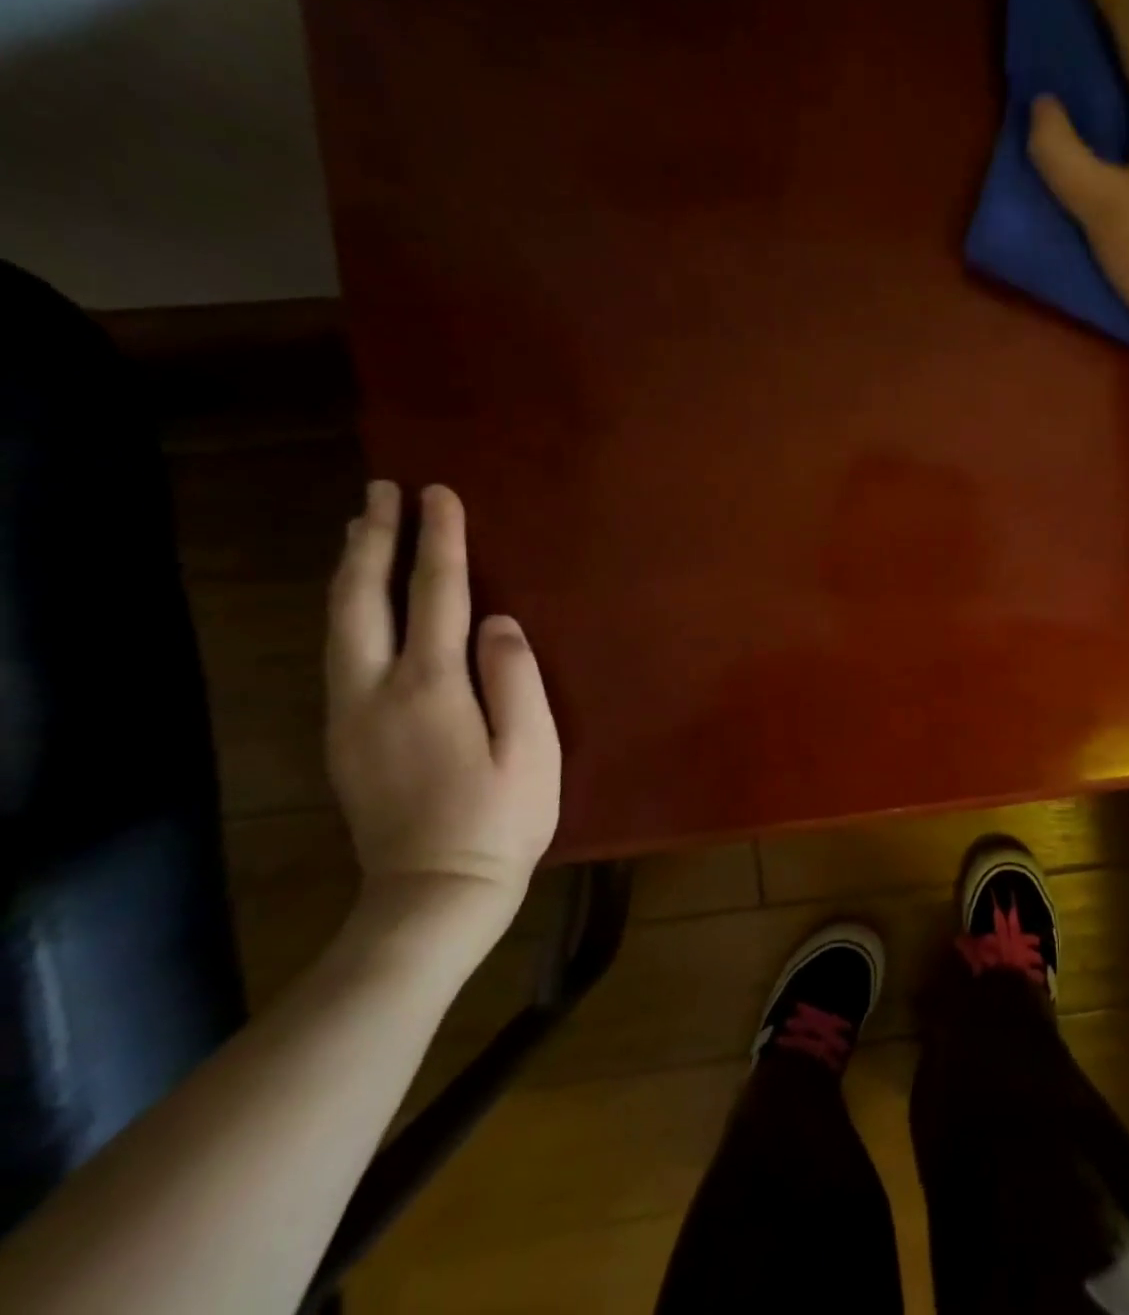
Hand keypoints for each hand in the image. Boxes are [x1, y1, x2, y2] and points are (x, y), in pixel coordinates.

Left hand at [325, 482, 560, 936]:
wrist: (433, 892)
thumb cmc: (501, 819)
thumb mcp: (532, 749)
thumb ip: (515, 678)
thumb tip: (500, 622)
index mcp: (431, 688)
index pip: (436, 596)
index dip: (439, 541)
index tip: (439, 495)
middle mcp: (376, 690)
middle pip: (364, 599)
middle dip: (373, 539)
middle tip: (382, 492)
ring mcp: (351, 715)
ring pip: (339, 624)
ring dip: (351, 570)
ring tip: (359, 530)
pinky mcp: (345, 736)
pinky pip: (340, 652)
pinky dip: (347, 610)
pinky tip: (358, 604)